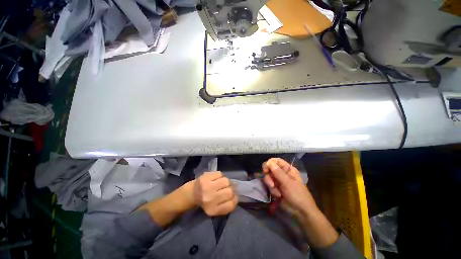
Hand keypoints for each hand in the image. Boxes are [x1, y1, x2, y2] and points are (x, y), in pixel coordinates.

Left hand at [193, 172, 237, 215]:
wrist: (191, 193)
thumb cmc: (205, 201)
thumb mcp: (215, 209)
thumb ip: (226, 205)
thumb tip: (236, 196)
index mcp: (213, 210)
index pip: (231, 204)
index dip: (234, 199)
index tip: (233, 197)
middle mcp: (210, 199)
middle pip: (230, 191)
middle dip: (230, 189)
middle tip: (226, 188)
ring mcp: (207, 187)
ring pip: (226, 181)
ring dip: (225, 182)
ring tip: (221, 183)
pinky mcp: (206, 177)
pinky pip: (220, 174)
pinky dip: (220, 176)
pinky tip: (216, 179)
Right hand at [262, 158, 316, 216]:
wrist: (301, 212)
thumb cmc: (297, 195)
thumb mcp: (288, 183)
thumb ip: (278, 172)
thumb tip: (269, 162)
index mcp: (288, 169)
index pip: (276, 161)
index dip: (270, 163)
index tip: (266, 169)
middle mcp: (282, 173)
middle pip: (270, 168)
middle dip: (269, 177)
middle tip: (271, 184)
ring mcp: (278, 180)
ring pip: (268, 177)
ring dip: (271, 185)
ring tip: (278, 193)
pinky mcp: (276, 187)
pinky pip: (269, 185)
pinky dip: (272, 190)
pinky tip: (278, 196)